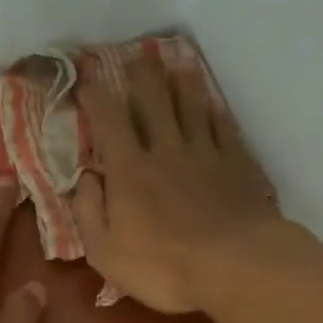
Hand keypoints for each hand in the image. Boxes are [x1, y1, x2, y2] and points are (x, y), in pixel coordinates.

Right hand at [71, 55, 280, 313]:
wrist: (235, 266)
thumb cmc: (163, 266)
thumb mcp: (105, 252)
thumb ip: (89, 212)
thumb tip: (86, 178)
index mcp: (129, 170)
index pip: (108, 121)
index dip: (95, 97)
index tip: (86, 80)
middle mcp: (166, 150)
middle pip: (154, 101)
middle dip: (142, 76)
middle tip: (138, 56)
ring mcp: (205, 154)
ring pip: (192, 107)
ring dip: (183, 83)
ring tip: (179, 63)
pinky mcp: (237, 165)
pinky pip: (224, 129)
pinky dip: (216, 113)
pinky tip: (214, 106)